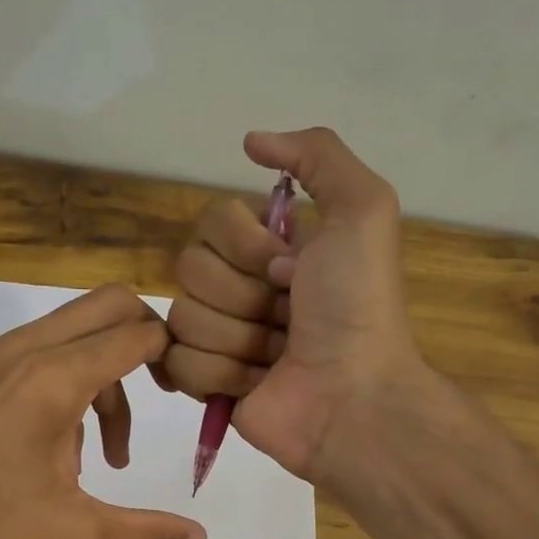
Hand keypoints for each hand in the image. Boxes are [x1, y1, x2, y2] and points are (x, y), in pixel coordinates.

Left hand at [0, 283, 206, 538]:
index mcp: (55, 379)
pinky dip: (63, 379)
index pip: (137, 333)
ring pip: (71, 330)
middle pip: (107, 305)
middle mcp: (24, 349)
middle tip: (159, 392)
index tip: (186, 391)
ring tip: (97, 455)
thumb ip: (147, 532)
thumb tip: (199, 535)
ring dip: (101, 374)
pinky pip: (35, 351)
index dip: (174, 354)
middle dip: (144, 339)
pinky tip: (50, 447)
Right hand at [161, 128, 422, 485]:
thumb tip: (250, 141)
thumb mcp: (364, 211)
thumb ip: (318, 156)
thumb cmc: (358, 307)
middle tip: (287, 318)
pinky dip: (218, 375)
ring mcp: (219, 337)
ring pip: (183, 319)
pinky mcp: (205, 383)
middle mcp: (239, 287)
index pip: (210, 222)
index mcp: (269, 248)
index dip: (245, 246)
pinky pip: (174, 363)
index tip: (290, 270)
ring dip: (238, 340)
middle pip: (189, 269)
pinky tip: (253, 384)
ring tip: (277, 358)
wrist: (353, 397)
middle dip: (243, 297)